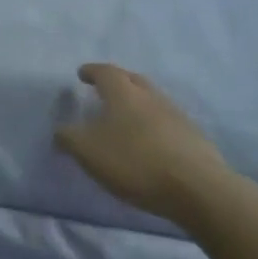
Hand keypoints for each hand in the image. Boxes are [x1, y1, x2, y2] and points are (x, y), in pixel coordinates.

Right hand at [54, 64, 238, 222]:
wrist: (196, 187)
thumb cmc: (134, 162)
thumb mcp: (88, 151)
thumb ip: (69, 138)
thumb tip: (61, 129)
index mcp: (124, 93)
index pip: (105, 72)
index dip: (92, 71)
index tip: (82, 74)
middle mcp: (151, 96)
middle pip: (132, 80)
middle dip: (116, 81)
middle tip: (103, 89)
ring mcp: (175, 114)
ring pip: (151, 99)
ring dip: (136, 103)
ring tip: (124, 117)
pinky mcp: (192, 136)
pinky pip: (165, 120)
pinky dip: (151, 123)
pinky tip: (147, 140)